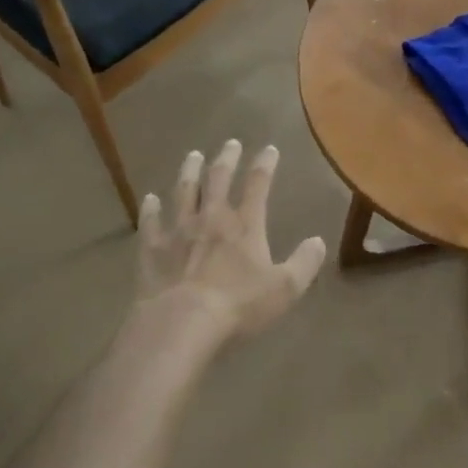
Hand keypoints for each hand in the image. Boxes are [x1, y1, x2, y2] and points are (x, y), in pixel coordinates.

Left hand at [136, 141, 325, 338]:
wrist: (181, 323)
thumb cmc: (238, 306)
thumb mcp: (285, 288)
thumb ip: (305, 263)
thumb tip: (319, 241)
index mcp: (244, 225)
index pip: (258, 185)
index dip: (265, 164)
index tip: (269, 149)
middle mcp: (211, 218)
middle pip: (219, 179)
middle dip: (226, 159)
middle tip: (230, 143)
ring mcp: (178, 231)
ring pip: (184, 192)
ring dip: (189, 172)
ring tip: (192, 156)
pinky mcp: (153, 249)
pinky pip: (151, 223)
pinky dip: (150, 209)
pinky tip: (149, 199)